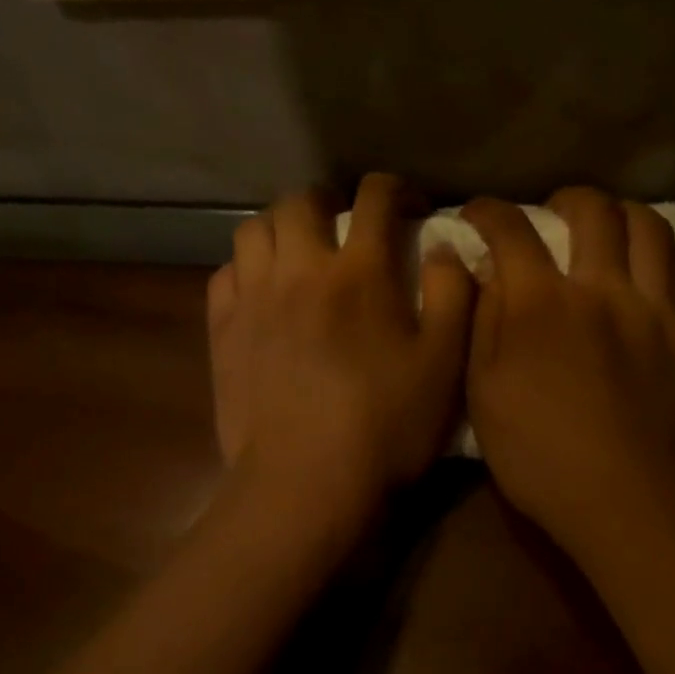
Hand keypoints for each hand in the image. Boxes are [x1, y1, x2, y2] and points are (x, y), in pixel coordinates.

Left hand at [208, 174, 473, 535]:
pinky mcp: (222, 331)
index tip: (409, 206)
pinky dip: (246, 268)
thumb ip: (452, 295)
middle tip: (345, 226)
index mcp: (359, 272)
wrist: (306, 484)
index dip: (396, 189)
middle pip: (301, 201)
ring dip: (281, 228)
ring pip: (253, 230)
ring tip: (300, 252)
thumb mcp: (445, 364)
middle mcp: (300, 269)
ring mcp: (252, 299)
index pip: (375, 198)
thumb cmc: (386, 427)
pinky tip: (263, 292)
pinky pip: (225, 273)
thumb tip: (444, 247)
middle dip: (328, 201)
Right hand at [463, 188, 674, 551]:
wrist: (622, 499)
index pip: (512, 230)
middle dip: (570, 199)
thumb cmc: (538, 455)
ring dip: (630, 217)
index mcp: (542, 302)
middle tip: (557, 213)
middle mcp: (603, 289)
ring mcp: (658, 311)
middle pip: (595, 212)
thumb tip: (486, 272)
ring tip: (616, 231)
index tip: (479, 212)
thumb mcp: (483, 393)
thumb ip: (483, 323)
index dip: (490, 211)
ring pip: (655, 231)